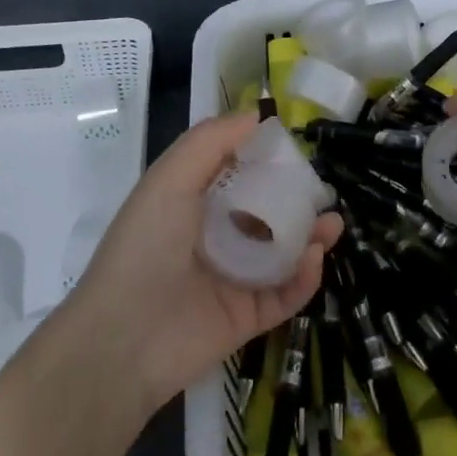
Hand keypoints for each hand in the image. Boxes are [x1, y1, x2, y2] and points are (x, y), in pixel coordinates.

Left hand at [68, 113, 340, 411]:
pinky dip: (305, 277)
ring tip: (333, 224)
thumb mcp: (170, 179)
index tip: (295, 149)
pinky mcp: (248, 317)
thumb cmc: (146, 246)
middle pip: (266, 214)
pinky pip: (286, 294)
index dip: (265, 160)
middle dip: (297, 200)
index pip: (236, 175)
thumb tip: (257, 116)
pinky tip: (315, 258)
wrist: (124, 339)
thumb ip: (210, 142)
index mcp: (191, 205)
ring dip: (310, 237)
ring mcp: (233, 280)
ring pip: (283, 254)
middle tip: (322, 191)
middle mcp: (214, 239)